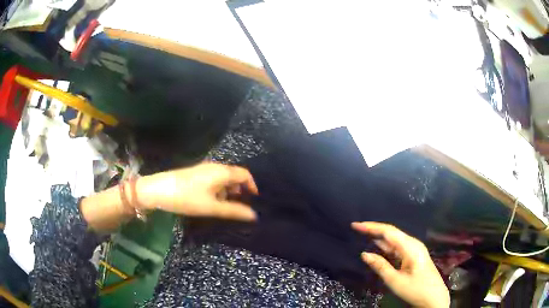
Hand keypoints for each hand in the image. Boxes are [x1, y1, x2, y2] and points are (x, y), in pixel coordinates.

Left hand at [137, 163, 258, 220]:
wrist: (158, 190)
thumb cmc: (187, 198)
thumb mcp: (212, 207)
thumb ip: (234, 210)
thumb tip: (254, 215)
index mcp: (221, 172)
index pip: (244, 174)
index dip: (252, 186)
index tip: (254, 200)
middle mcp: (214, 167)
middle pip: (234, 176)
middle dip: (240, 190)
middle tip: (241, 206)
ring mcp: (204, 169)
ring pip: (223, 179)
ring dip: (228, 191)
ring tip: (226, 207)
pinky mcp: (195, 174)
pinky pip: (213, 180)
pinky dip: (218, 190)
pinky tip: (211, 202)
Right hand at [352, 222, 449, 307]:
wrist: (434, 298)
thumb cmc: (415, 290)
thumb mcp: (395, 281)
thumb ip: (380, 266)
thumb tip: (364, 254)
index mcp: (410, 247)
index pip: (388, 232)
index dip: (371, 227)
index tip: (355, 225)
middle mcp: (413, 244)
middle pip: (391, 233)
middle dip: (374, 229)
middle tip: (356, 228)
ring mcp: (414, 250)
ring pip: (394, 240)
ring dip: (379, 237)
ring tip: (363, 234)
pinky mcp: (413, 256)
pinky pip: (397, 248)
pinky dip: (385, 246)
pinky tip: (377, 246)